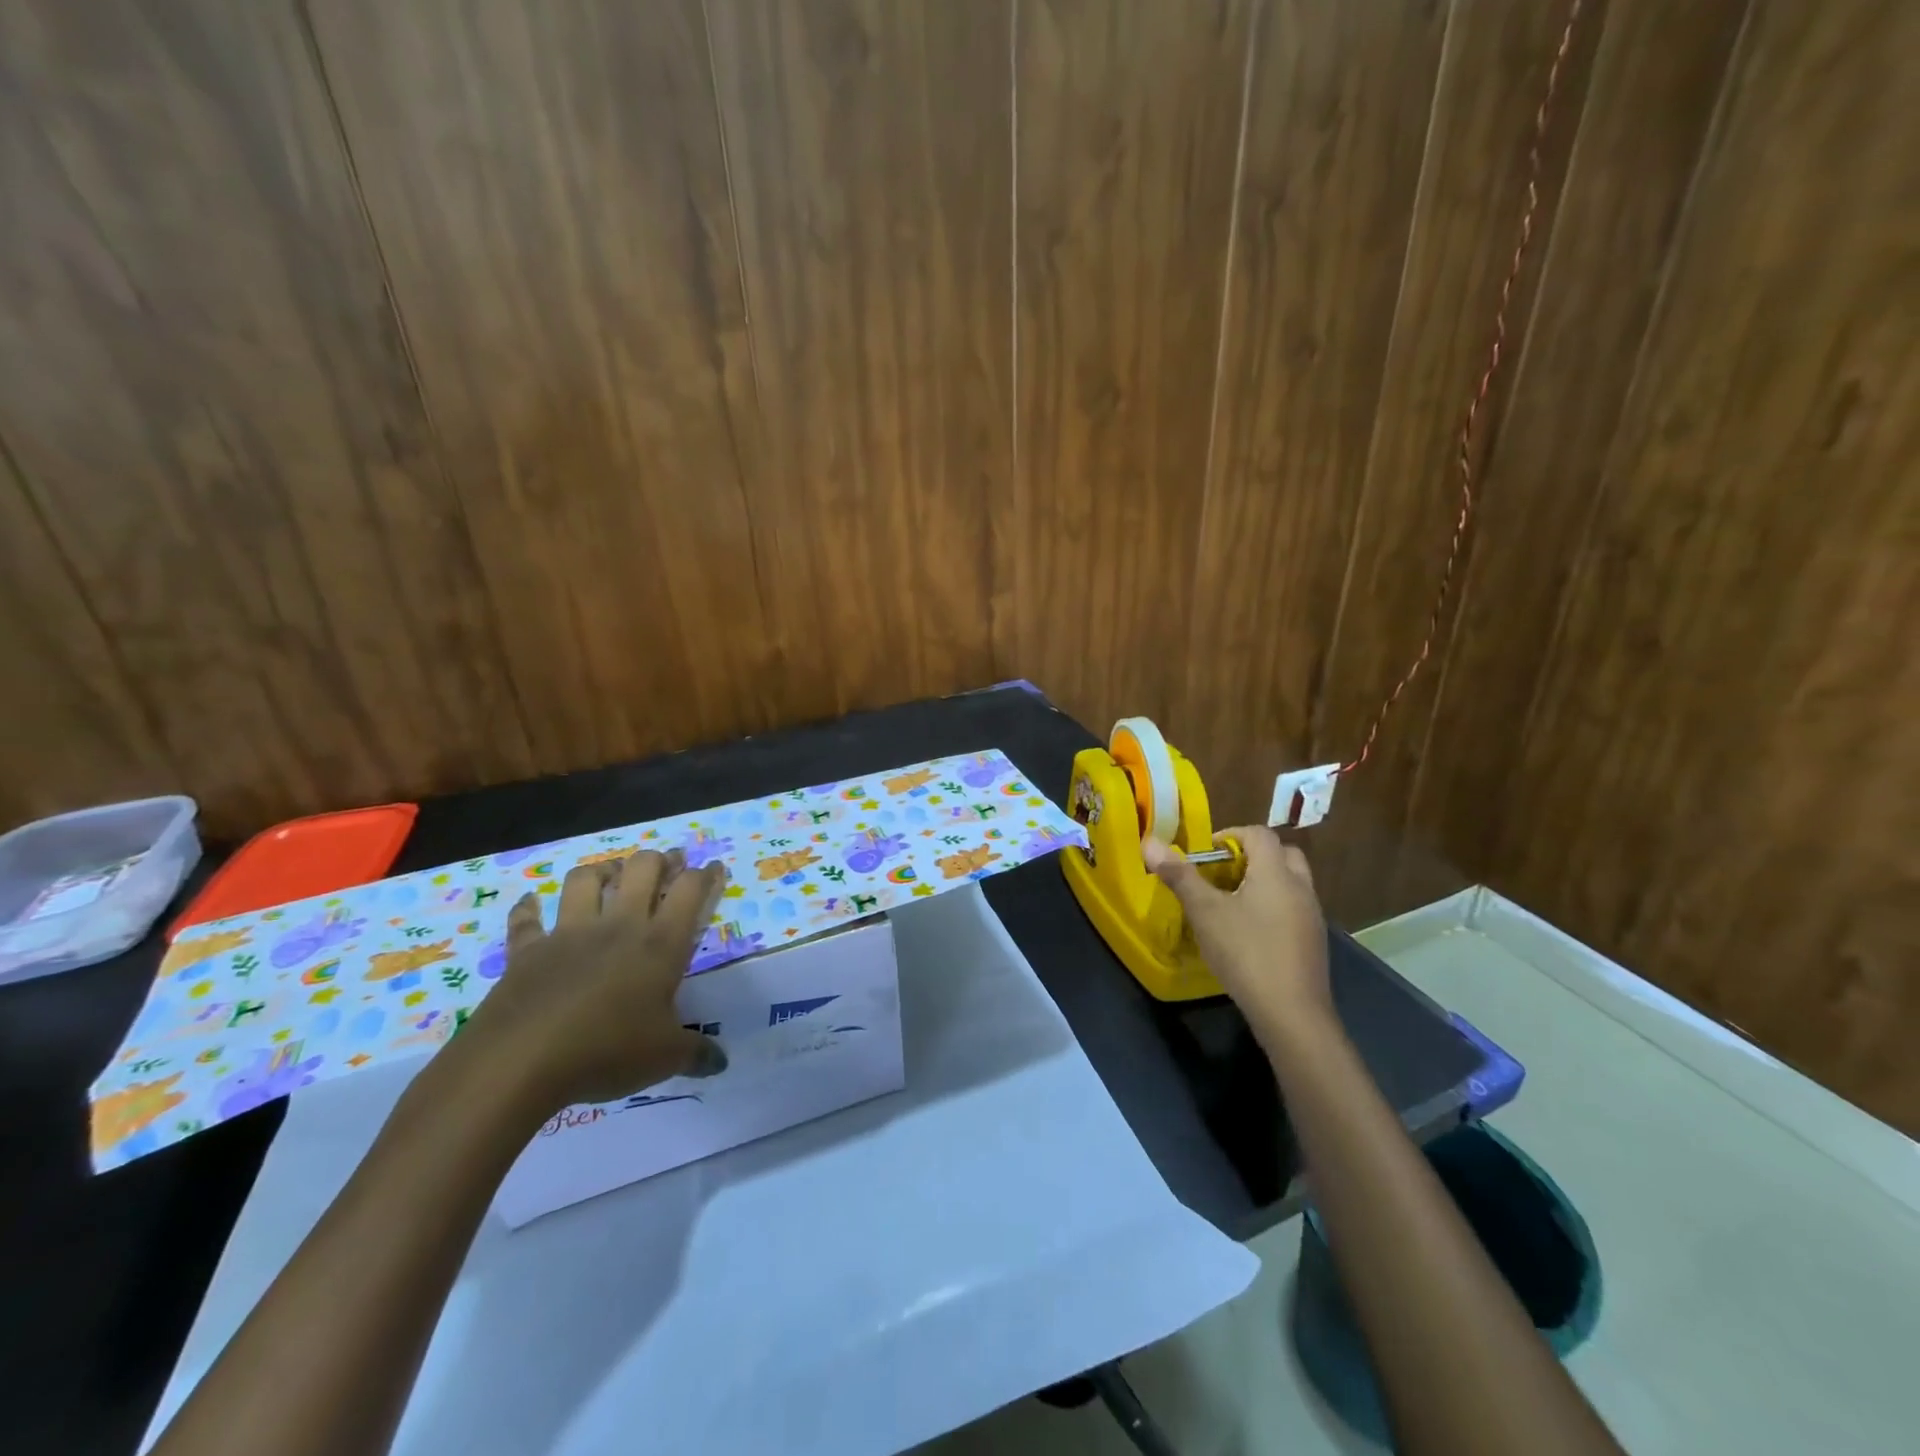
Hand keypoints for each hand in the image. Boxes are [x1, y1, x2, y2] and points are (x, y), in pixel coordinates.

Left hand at [450, 849, 729, 1113]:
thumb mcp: (664, 1058)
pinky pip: (526, 920)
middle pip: (642, 869)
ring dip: (601, 871)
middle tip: (667, 865)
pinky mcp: (528, 951)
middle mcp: (618, 927)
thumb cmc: (606, 1050)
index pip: (690, 891)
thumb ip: (696, 1053)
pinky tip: (531, 904)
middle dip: (658, 860)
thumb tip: (721, 1062)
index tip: (713, 868)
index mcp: (660, 944)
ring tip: (610, 876)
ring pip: (585, 880)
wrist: (520, 1061)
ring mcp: (569, 934)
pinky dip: (529, 909)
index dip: (705, 875)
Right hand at [1144, 826, 1331, 1043]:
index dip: (1231, 835)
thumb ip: (1180, 876)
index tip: (1206, 854)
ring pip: (1290, 883)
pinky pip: (1294, 909)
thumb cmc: (1245, 952)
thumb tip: (1150, 842)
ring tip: (1232, 903)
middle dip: (1252, 856)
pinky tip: (1250, 933)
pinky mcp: (1314, 942)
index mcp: (1276, 872)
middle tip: (1223, 874)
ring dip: (1265, 882)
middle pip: (1282, 854)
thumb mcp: (1205, 912)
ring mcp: (1312, 916)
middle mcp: (1301, 887)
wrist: (1291, 1013)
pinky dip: (1274, 907)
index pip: (1259, 834)